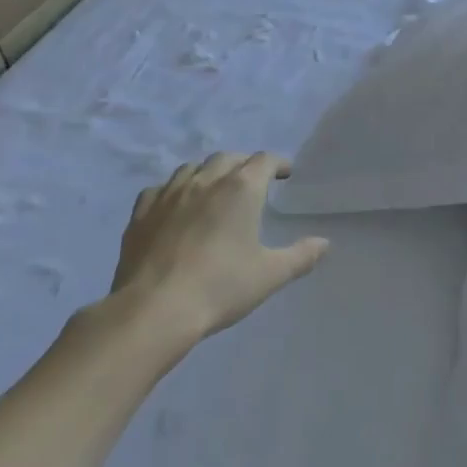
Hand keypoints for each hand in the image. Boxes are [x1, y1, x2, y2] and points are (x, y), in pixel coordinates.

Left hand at [90, 152, 328, 343]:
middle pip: (228, 158)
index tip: (285, 174)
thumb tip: (324, 244)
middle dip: (244, 164)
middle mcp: (206, 180)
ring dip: (209, 172)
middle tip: (253, 182)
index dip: (278, 164)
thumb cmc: (220, 287)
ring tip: (215, 189)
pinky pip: (160, 188)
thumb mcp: (270, 275)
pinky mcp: (142, 212)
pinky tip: (176, 205)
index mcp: (241, 189)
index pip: (264, 160)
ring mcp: (170, 193)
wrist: (155, 309)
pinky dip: (174, 190)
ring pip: (193, 168)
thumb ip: (300, 256)